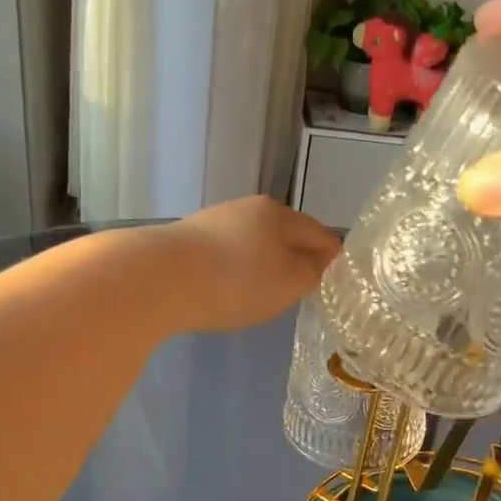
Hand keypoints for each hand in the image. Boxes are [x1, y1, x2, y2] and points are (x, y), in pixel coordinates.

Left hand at [158, 197, 340, 331]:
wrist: (160, 278)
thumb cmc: (237, 281)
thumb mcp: (289, 283)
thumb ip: (313, 273)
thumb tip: (322, 262)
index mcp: (280, 214)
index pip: (320, 234)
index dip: (334, 258)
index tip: (339, 281)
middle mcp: (248, 209)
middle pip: (285, 235)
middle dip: (297, 259)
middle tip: (304, 289)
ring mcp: (215, 221)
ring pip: (254, 243)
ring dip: (265, 264)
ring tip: (266, 292)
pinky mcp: (189, 240)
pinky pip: (227, 255)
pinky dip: (237, 270)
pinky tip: (230, 289)